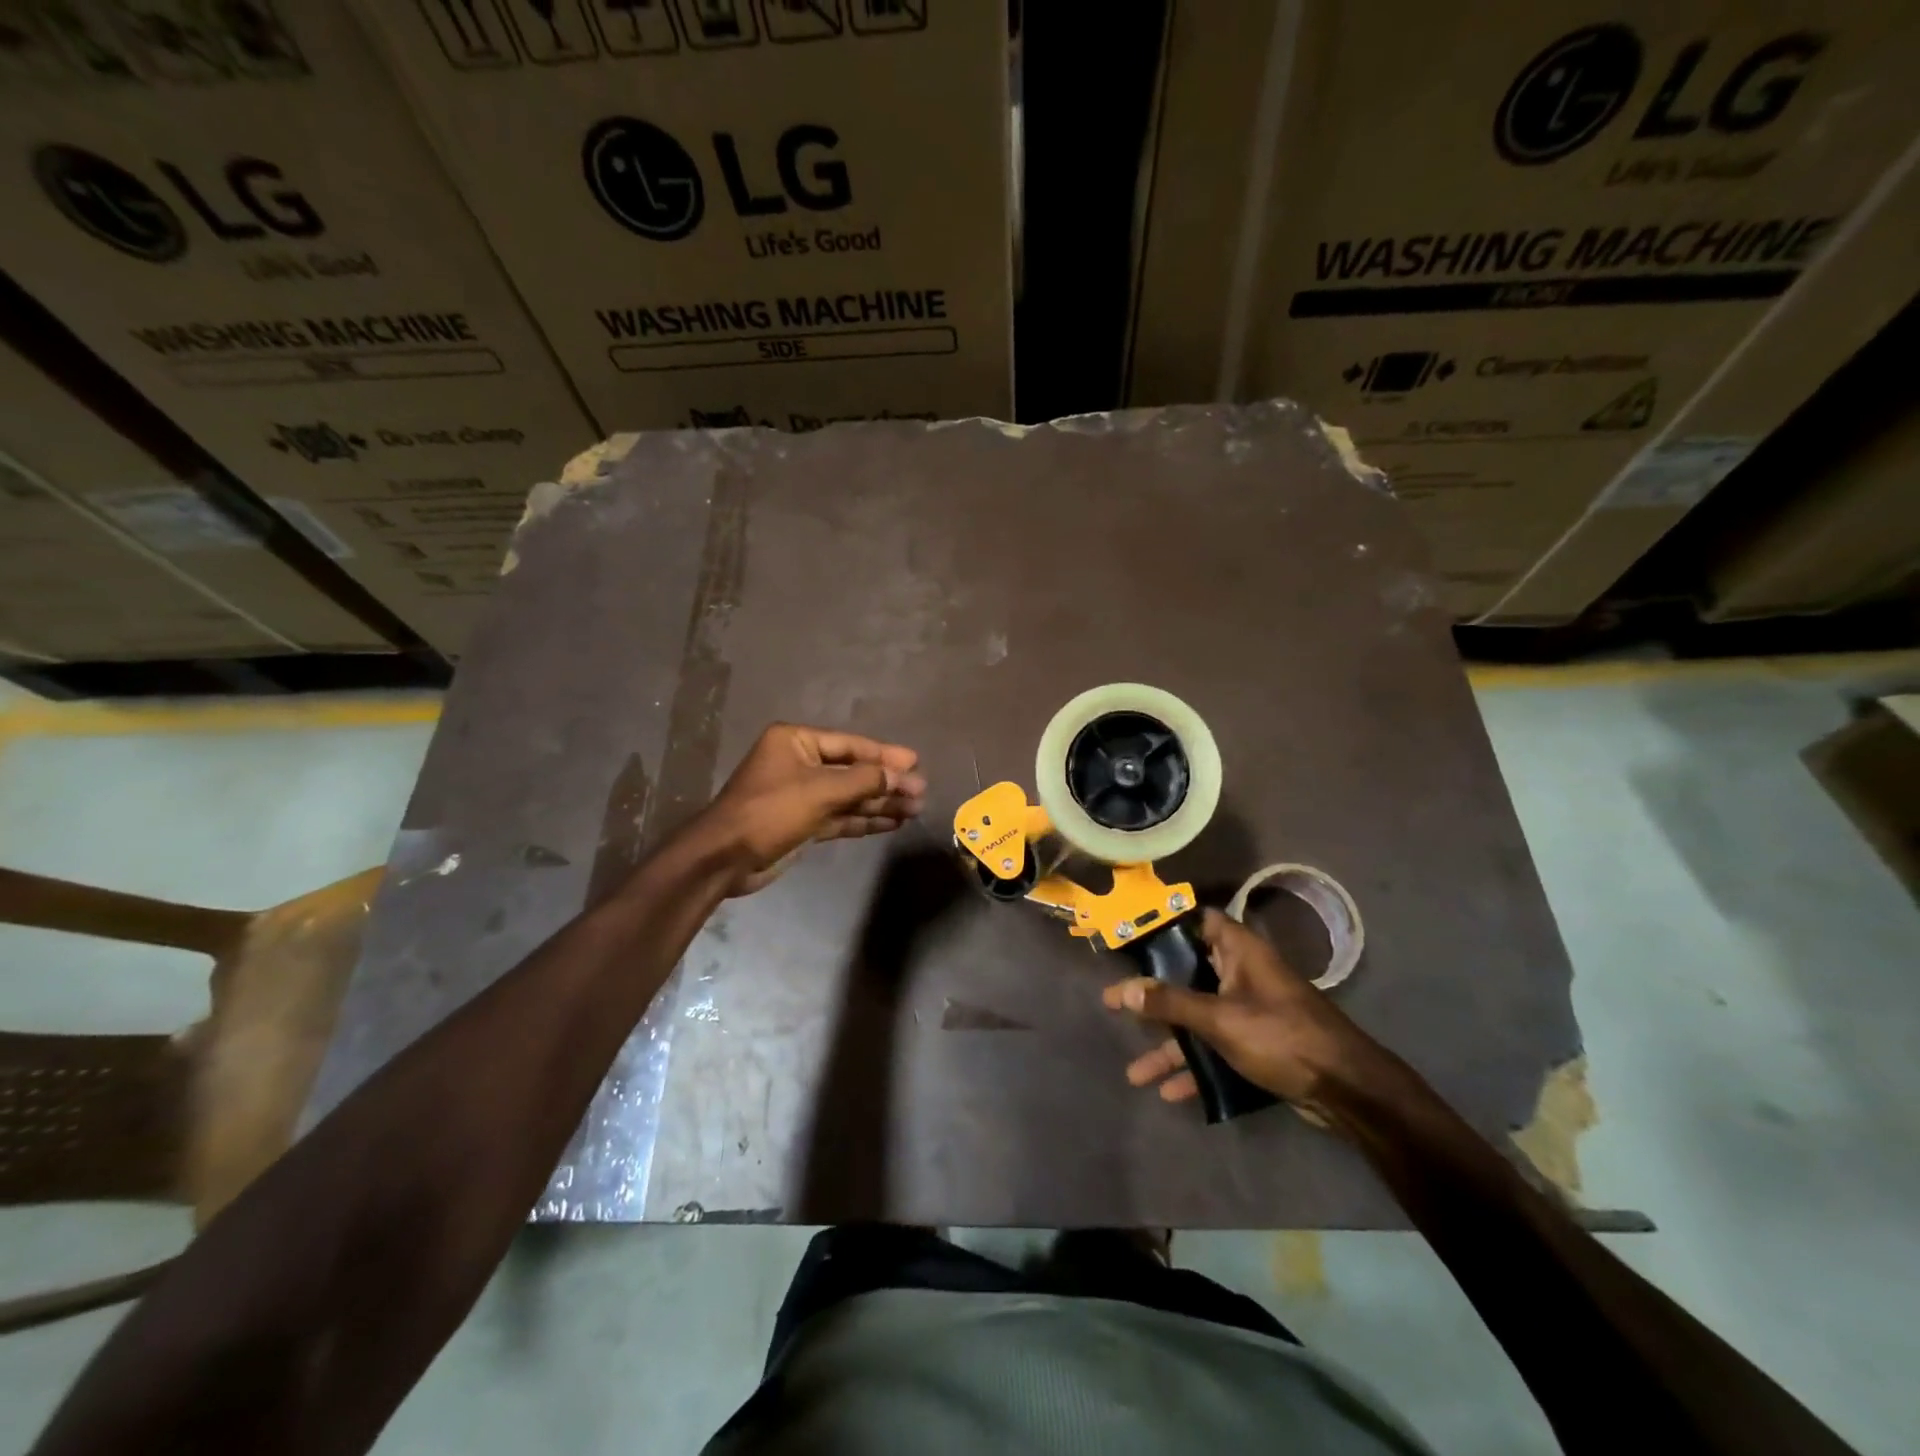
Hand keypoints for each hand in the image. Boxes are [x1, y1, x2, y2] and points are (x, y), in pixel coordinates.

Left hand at [692, 724, 926, 895]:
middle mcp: (799, 764)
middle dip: (886, 782)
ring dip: (880, 803)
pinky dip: (864, 820)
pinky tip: (892, 823)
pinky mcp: (803, 824)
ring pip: (849, 796)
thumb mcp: (820, 791)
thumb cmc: (771, 811)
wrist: (725, 859)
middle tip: (921, 791)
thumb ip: (864, 781)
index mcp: (795, 742)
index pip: (850, 745)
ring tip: (915, 809)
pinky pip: (841, 817)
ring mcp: (801, 795)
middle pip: (852, 770)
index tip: (915, 762)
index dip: (884, 754)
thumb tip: (901, 774)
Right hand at [1102, 909, 1382, 1114]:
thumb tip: (1124, 990)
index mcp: (1239, 951)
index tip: (1130, 938)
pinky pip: (1216, 1048)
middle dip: (1154, 994)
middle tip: (1117, 1003)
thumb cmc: (1282, 1037)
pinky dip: (1195, 1066)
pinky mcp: (1257, 1044)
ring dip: (1170, 1044)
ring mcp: (1250, 1011)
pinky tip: (1168, 1092)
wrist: (1347, 1091)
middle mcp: (1242, 974)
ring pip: (1199, 1019)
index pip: (1197, 920)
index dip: (1164, 925)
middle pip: (1189, 974)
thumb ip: (1170, 1004)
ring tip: (1134, 1071)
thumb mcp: (1220, 1019)